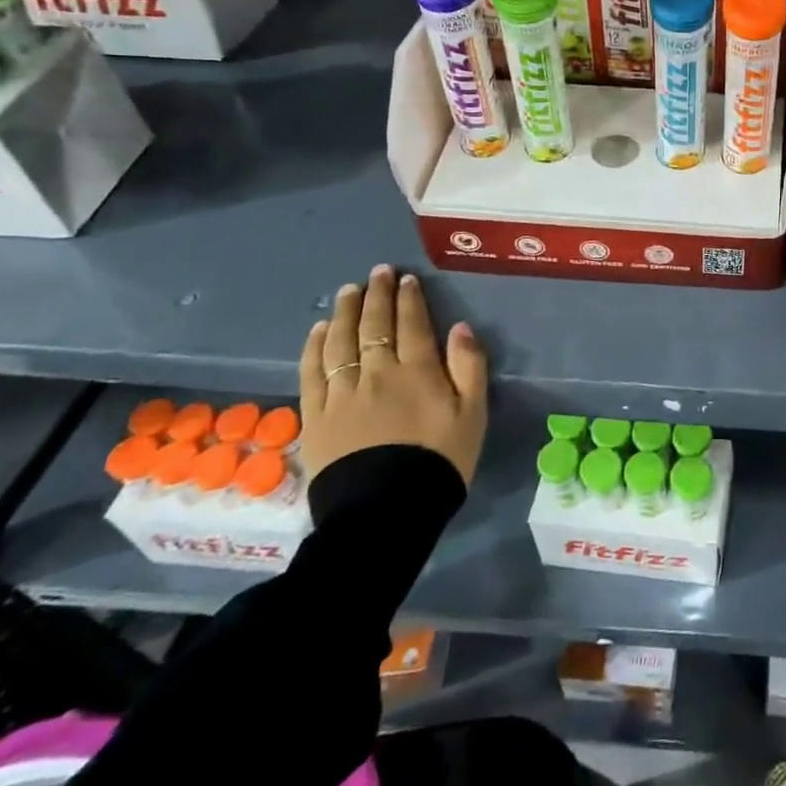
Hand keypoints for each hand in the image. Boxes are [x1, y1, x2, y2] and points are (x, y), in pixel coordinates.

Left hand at [298, 265, 488, 484]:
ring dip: (345, 312)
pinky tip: (318, 331)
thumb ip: (469, 367)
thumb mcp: (473, 414)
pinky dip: (315, 347)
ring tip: (348, 291)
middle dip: (378, 295)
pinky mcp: (317, 416)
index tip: (406, 280)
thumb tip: (459, 328)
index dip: (409, 299)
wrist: (386, 513)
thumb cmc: (439, 461)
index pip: (412, 323)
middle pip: (374, 325)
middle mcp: (377, 372)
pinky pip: (312, 372)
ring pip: (341, 341)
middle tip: (378, 272)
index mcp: (418, 370)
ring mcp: (342, 393)